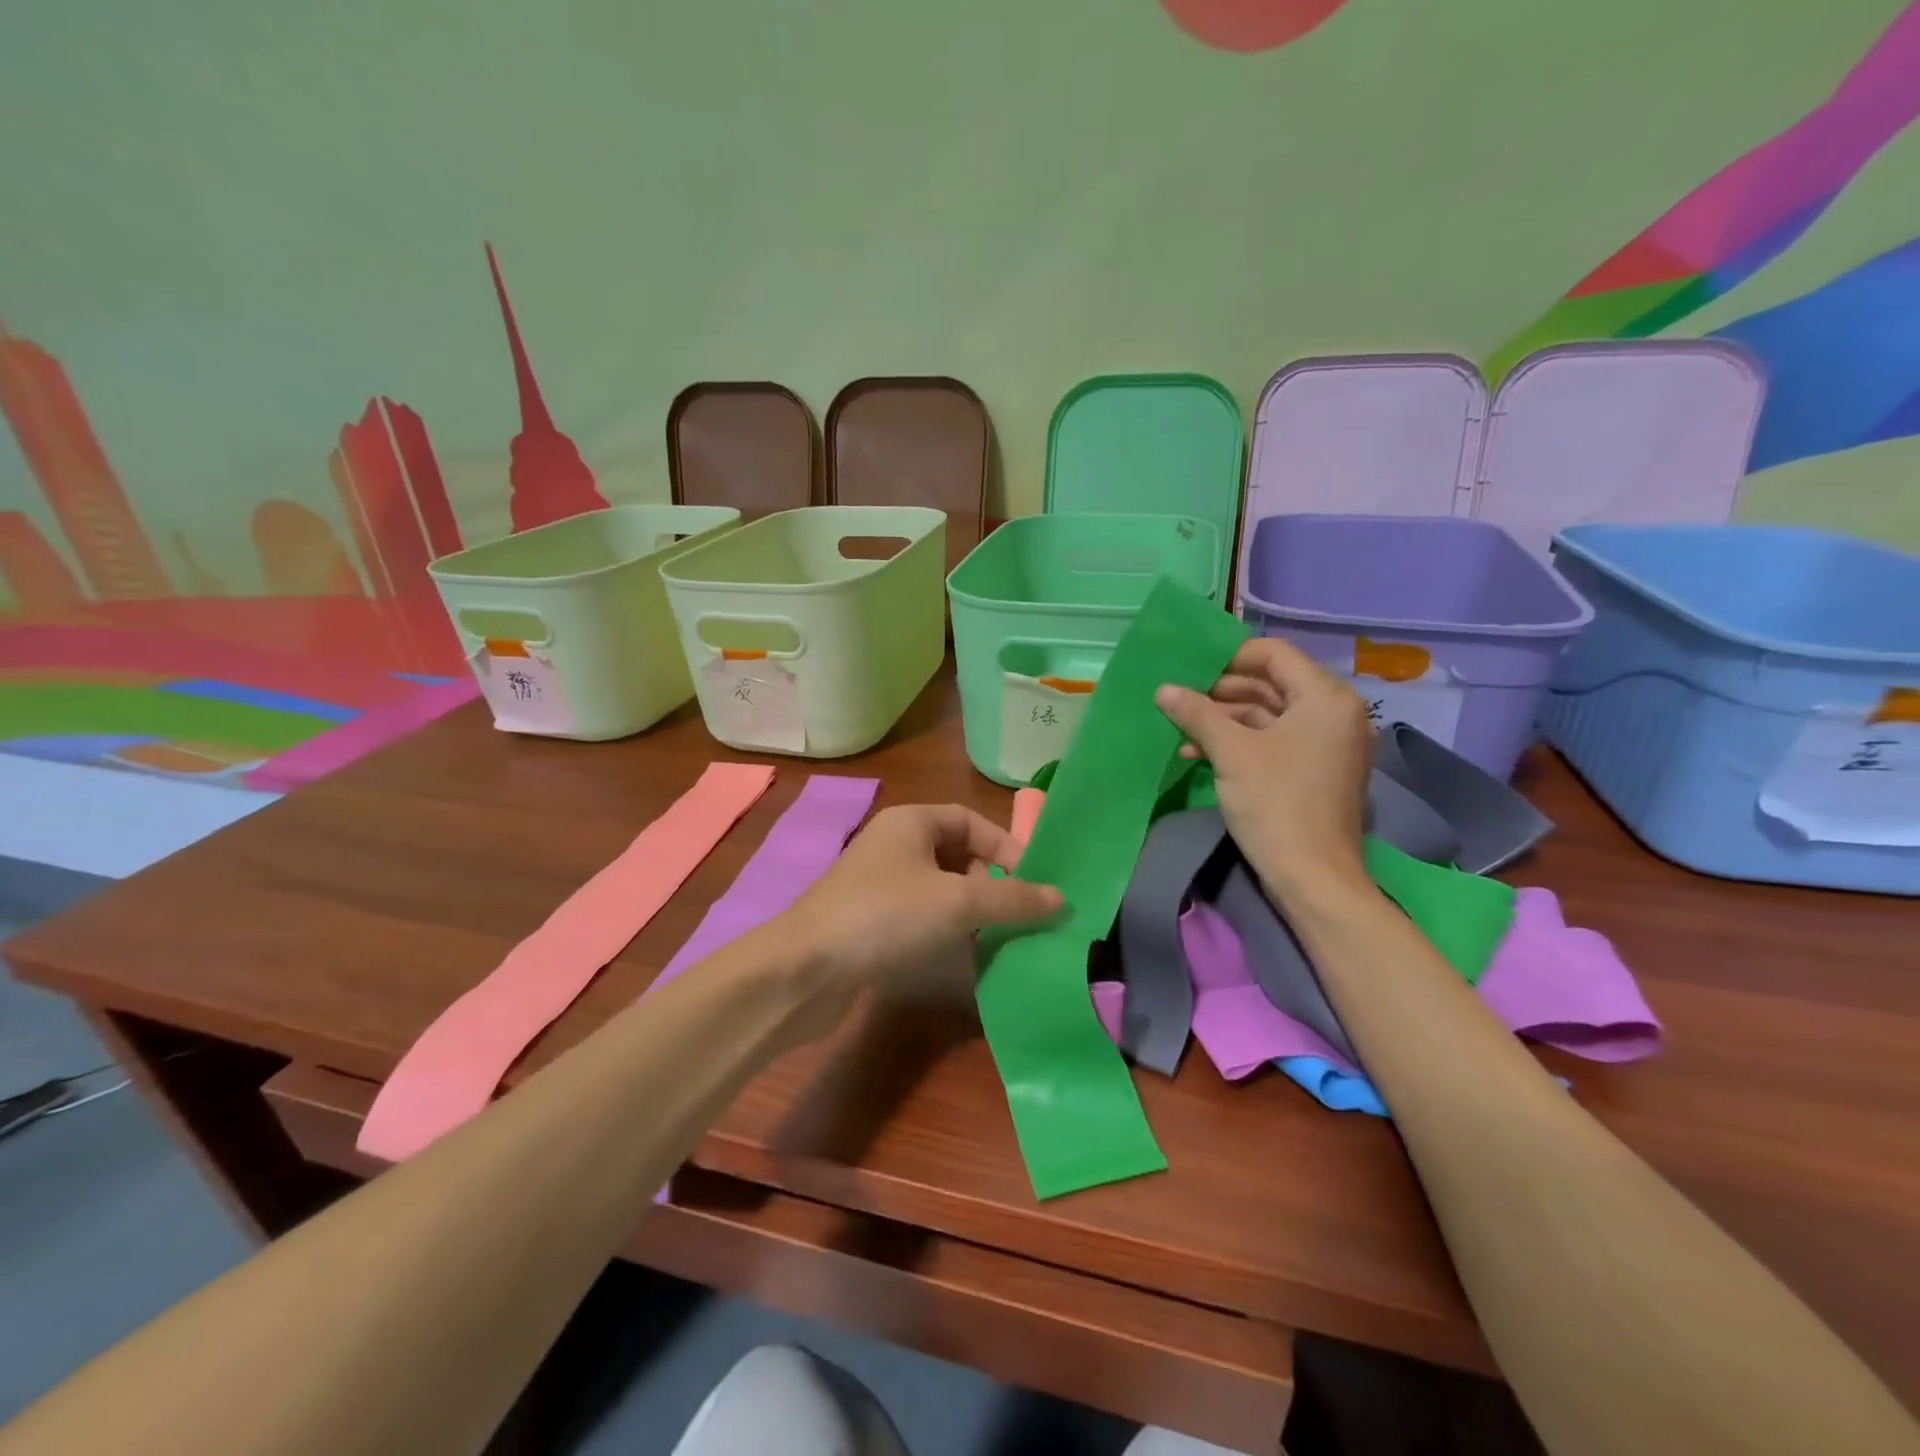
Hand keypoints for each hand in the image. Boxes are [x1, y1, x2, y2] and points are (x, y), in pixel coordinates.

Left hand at [775, 804, 1062, 1030]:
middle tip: (1016, 916)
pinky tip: (962, 956)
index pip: (972, 821)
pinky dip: (945, 931)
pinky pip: (920, 916)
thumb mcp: (957, 903)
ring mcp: (878, 884)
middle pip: (958, 855)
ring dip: (971, 912)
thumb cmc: (885, 916)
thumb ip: (1012, 899)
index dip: (1007, 848)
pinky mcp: (869, 922)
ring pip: (940, 889)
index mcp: (911, 822)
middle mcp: (894, 845)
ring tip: (999, 939)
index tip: (1034, 885)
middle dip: (991, 884)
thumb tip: (1061, 899)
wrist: (804, 970)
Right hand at [1155, 638, 1373, 906]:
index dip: (1229, 657)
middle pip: (1271, 684)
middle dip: (1222, 692)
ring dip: (1224, 720)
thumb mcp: (1230, 753)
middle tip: (1180, 699)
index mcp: (1325, 698)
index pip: (1275, 655)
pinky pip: (1275, 741)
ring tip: (1182, 730)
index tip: (1190, 670)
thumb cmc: (1275, 803)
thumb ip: (1197, 713)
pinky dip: (1240, 742)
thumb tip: (1163, 689)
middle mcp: (1335, 713)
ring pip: (1269, 715)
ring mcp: (1328, 744)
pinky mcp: (1316, 770)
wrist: (1312, 878)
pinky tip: (1199, 754)